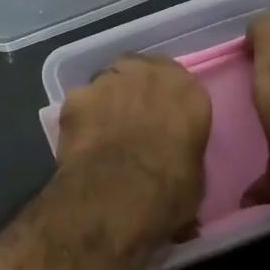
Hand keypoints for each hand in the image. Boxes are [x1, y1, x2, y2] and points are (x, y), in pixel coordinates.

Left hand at [55, 56, 210, 242]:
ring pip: (107, 84)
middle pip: (140, 73)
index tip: (162, 121)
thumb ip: (183, 151)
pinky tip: (80, 143)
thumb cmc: (169, 190)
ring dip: (107, 102)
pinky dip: (80, 119)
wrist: (118, 196)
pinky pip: (80, 103)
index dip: (166, 103)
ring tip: (102, 134)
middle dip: (135, 92)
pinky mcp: (76, 96)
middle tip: (131, 121)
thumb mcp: (194, 175)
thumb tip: (173, 163)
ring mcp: (108, 81)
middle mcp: (148, 74)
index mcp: (187, 91)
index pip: (178, 86)